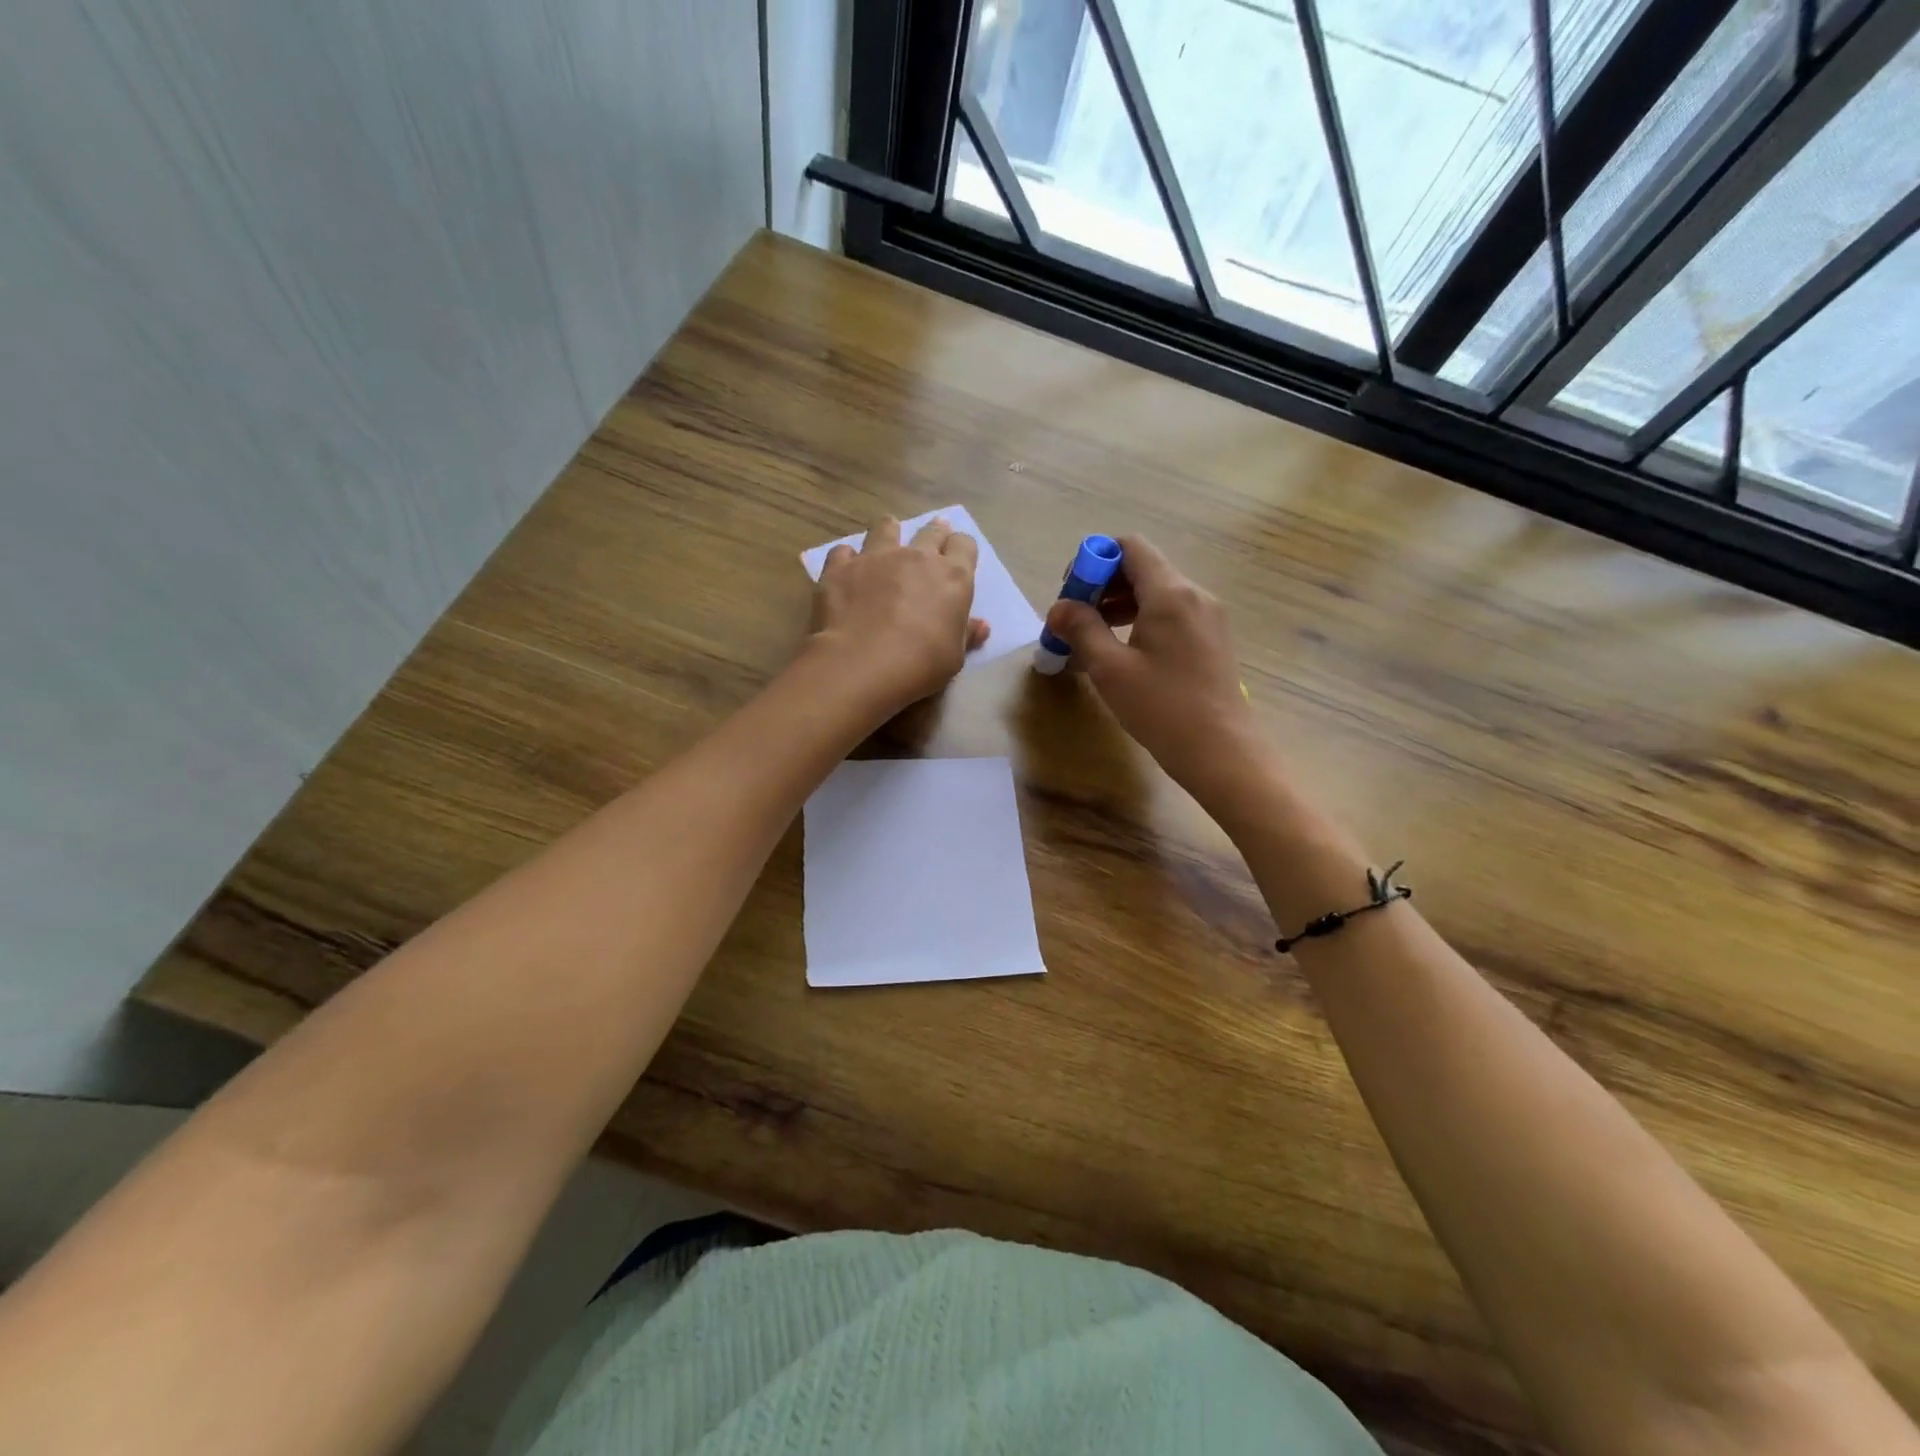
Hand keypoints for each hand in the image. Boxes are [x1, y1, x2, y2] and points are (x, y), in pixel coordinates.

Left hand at [808, 514, 988, 717]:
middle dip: (933, 532)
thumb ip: (966, 635)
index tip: (957, 557)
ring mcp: (875, 557)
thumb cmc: (920, 665)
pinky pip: (844, 551)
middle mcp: (916, 557)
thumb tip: (981, 625)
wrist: (861, 665)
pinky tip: (846, 569)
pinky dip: (847, 557)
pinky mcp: (840, 567)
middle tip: (931, 539)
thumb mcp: (953, 657)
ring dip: (889, 531)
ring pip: (885, 528)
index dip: (961, 549)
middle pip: (930, 531)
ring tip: (888, 537)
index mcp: (952, 577)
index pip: (964, 545)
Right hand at [1043, 535, 1265, 808]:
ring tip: (1091, 639)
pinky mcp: (1212, 640)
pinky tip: (1122, 653)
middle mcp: (1194, 595)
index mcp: (1170, 594)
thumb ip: (1082, 629)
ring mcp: (1208, 617)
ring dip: (1119, 606)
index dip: (1095, 559)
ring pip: (1156, 594)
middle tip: (1074, 619)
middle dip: (1103, 586)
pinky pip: (1171, 615)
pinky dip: (1141, 622)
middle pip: (1142, 569)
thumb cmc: (1161, 707)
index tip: (1071, 591)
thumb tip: (1059, 608)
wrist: (1221, 751)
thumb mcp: (1110, 668)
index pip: (1130, 547)